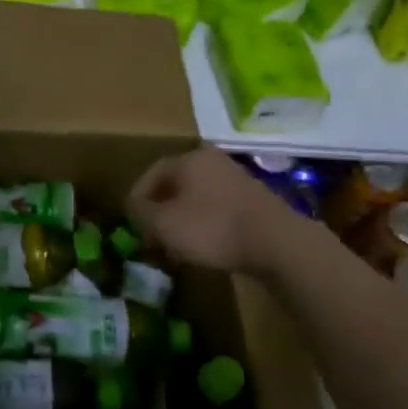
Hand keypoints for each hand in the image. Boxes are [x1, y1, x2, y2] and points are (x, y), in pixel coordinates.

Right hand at [126, 147, 302, 274]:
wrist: (276, 243)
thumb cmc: (212, 228)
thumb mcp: (164, 224)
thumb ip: (141, 213)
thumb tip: (134, 206)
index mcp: (189, 159)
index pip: (151, 174)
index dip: (137, 200)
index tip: (131, 225)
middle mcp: (213, 162)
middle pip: (175, 186)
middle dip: (160, 213)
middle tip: (151, 238)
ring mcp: (236, 180)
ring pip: (196, 200)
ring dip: (181, 222)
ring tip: (175, 249)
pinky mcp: (253, 202)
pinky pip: (217, 210)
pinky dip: (204, 226)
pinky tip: (203, 249)